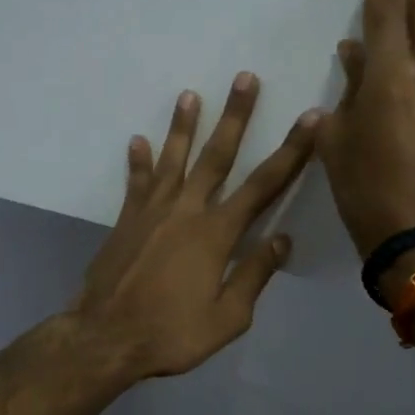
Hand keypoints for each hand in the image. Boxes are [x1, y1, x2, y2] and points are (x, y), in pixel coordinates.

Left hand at [71, 74, 319, 380]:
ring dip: (183, 126)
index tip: (310, 119)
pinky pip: (135, 183)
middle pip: (217, 156)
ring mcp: (151, 211)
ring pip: (173, 159)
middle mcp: (186, 211)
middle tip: (245, 78)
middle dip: (235, 116)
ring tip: (189, 94)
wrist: (105, 337)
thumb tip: (281, 239)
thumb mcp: (227, 318)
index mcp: (217, 234)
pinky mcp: (126, 220)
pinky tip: (137, 140)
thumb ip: (254, 275)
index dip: (291, 151)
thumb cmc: (171, 333)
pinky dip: (138, 162)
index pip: (263, 185)